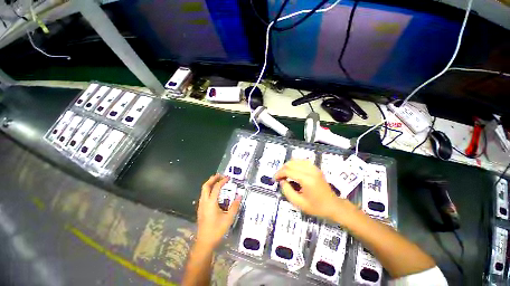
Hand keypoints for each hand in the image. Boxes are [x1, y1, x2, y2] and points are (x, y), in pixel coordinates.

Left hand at [196, 174, 240, 248]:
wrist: (204, 242)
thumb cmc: (216, 230)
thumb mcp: (228, 218)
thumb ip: (235, 206)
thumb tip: (240, 196)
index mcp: (211, 203)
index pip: (216, 188)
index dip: (222, 181)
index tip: (228, 178)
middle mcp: (204, 202)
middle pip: (206, 186)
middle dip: (212, 179)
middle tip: (220, 175)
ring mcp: (201, 205)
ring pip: (203, 190)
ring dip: (210, 183)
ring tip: (217, 181)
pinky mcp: (200, 209)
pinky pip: (203, 195)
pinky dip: (208, 189)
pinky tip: (214, 192)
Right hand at [274, 160, 354, 222]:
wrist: (333, 206)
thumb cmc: (316, 207)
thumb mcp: (299, 203)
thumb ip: (287, 191)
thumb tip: (282, 181)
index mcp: (307, 180)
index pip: (288, 171)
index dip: (279, 173)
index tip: (275, 179)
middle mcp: (310, 171)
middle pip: (291, 164)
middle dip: (282, 169)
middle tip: (279, 177)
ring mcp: (314, 168)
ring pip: (296, 160)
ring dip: (288, 166)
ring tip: (285, 174)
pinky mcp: (315, 168)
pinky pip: (302, 161)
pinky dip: (295, 164)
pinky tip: (293, 171)